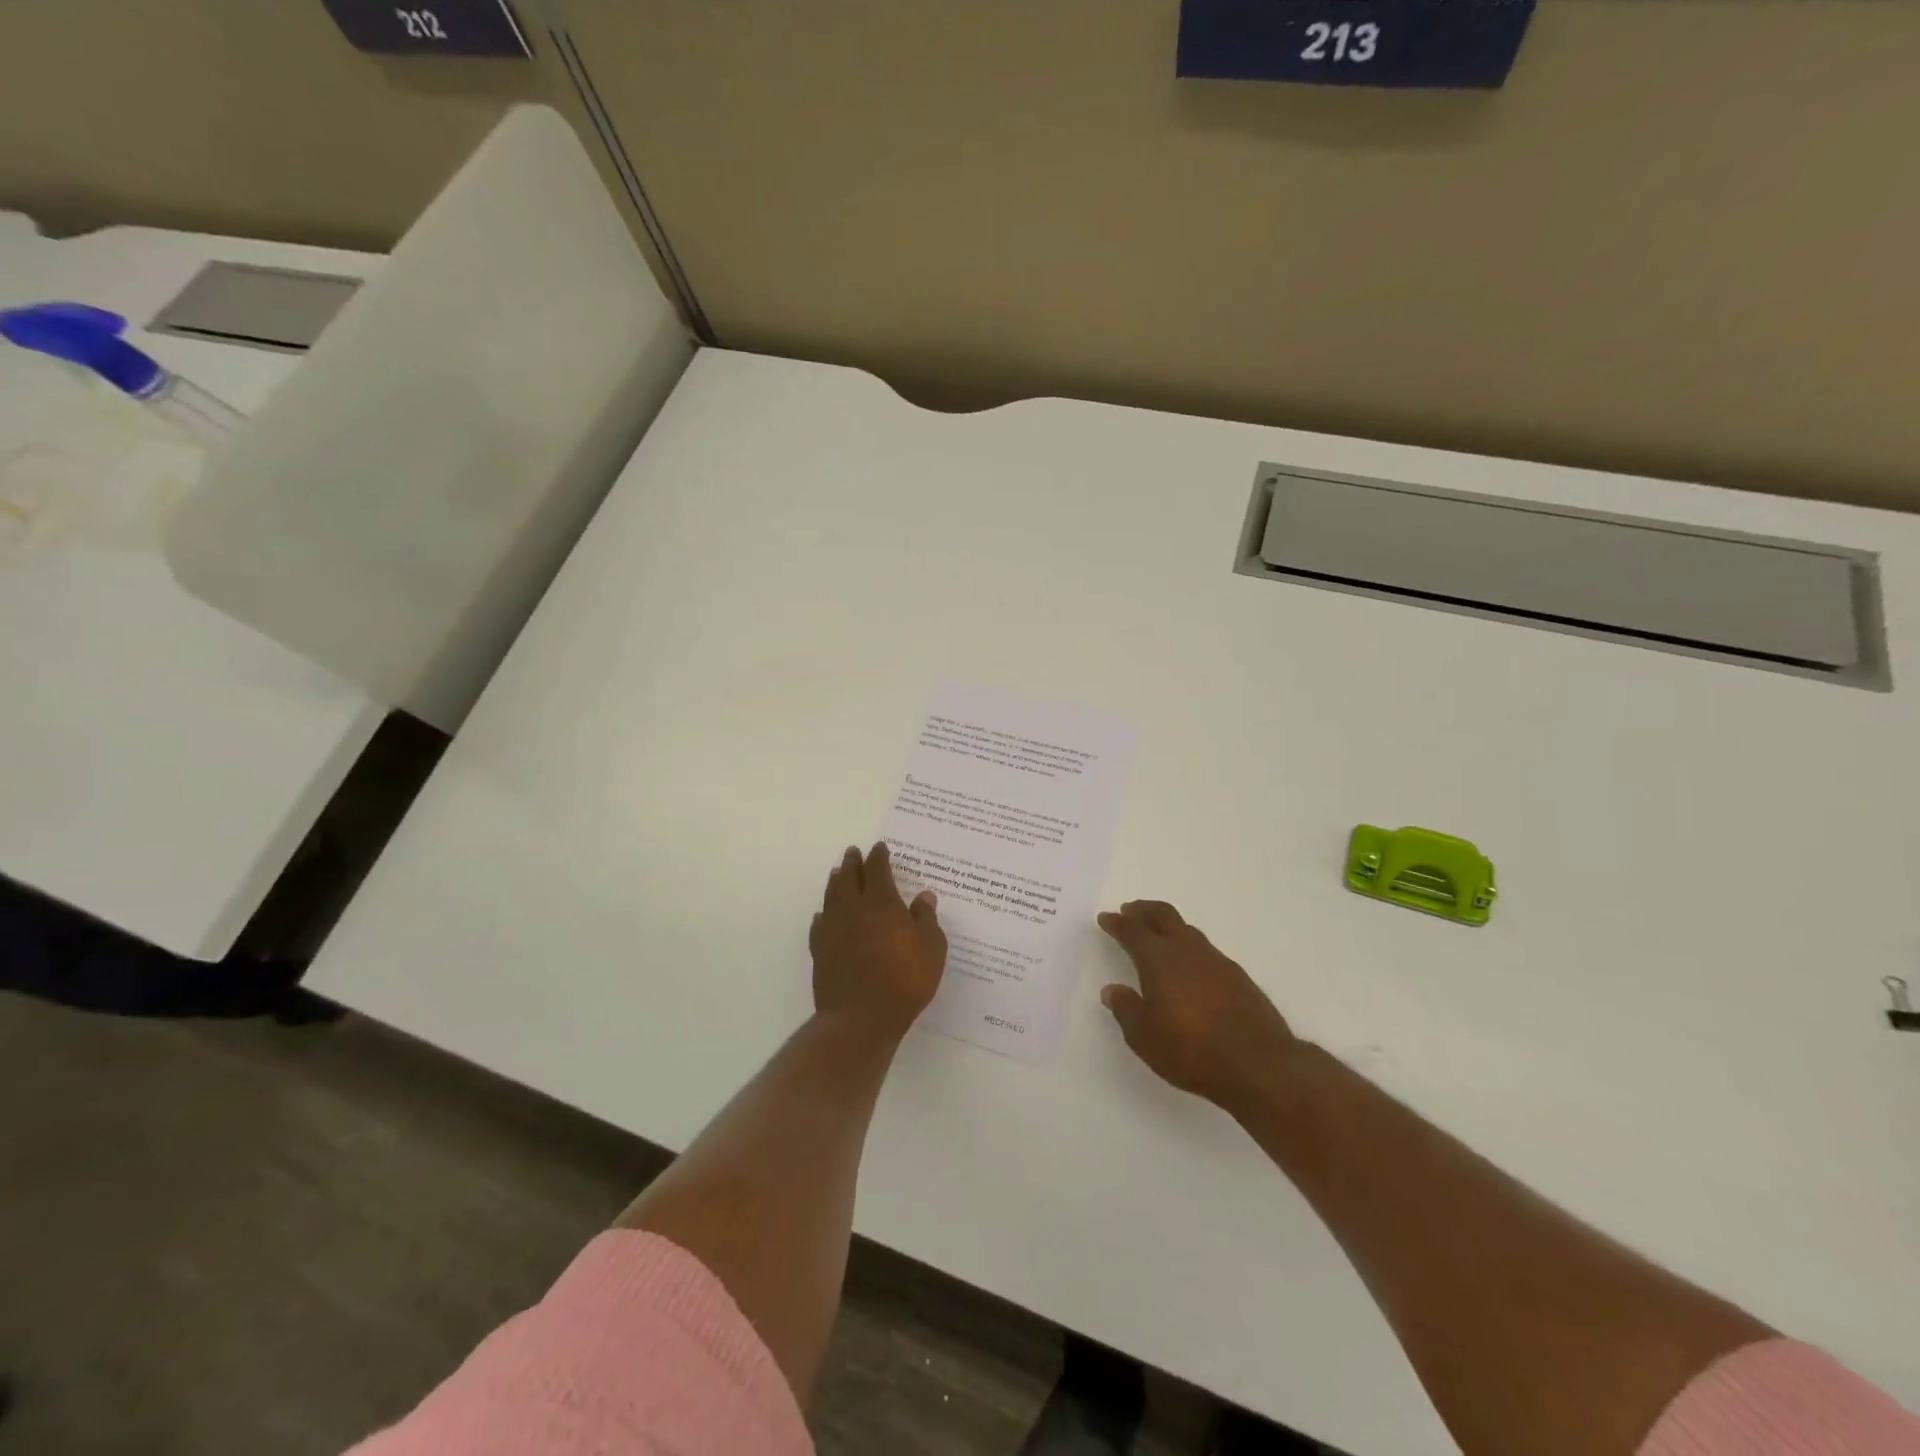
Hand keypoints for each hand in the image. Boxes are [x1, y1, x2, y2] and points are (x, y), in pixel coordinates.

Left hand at [810, 842, 946, 1040]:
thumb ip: (926, 919)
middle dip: (853, 863)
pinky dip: (823, 914)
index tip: (879, 848)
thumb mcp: (931, 949)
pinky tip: (823, 915)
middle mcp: (854, 909)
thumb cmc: (904, 980)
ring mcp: (833, 930)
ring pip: (832, 897)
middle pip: (850, 878)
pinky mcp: (820, 951)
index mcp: (882, 903)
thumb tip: (924, 896)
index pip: (878, 871)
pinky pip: (819, 924)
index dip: (879, 857)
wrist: (861, 1017)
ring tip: (837, 873)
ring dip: (836, 882)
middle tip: (853, 852)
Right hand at [1097, 900, 1300, 1108]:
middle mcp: (1187, 950)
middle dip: (1143, 911)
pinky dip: (1190, 949)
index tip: (1106, 918)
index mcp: (1158, 959)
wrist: (1259, 1065)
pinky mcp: (1239, 977)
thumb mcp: (1144, 1037)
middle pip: (1163, 915)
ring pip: (1187, 931)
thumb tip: (1112, 990)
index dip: (1117, 923)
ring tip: (1158, 937)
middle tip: (1130, 911)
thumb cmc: (1191, 1050)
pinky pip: (1206, 951)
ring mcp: (1217, 961)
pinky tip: (1190, 968)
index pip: (1133, 931)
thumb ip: (1126, 1009)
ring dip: (1168, 928)